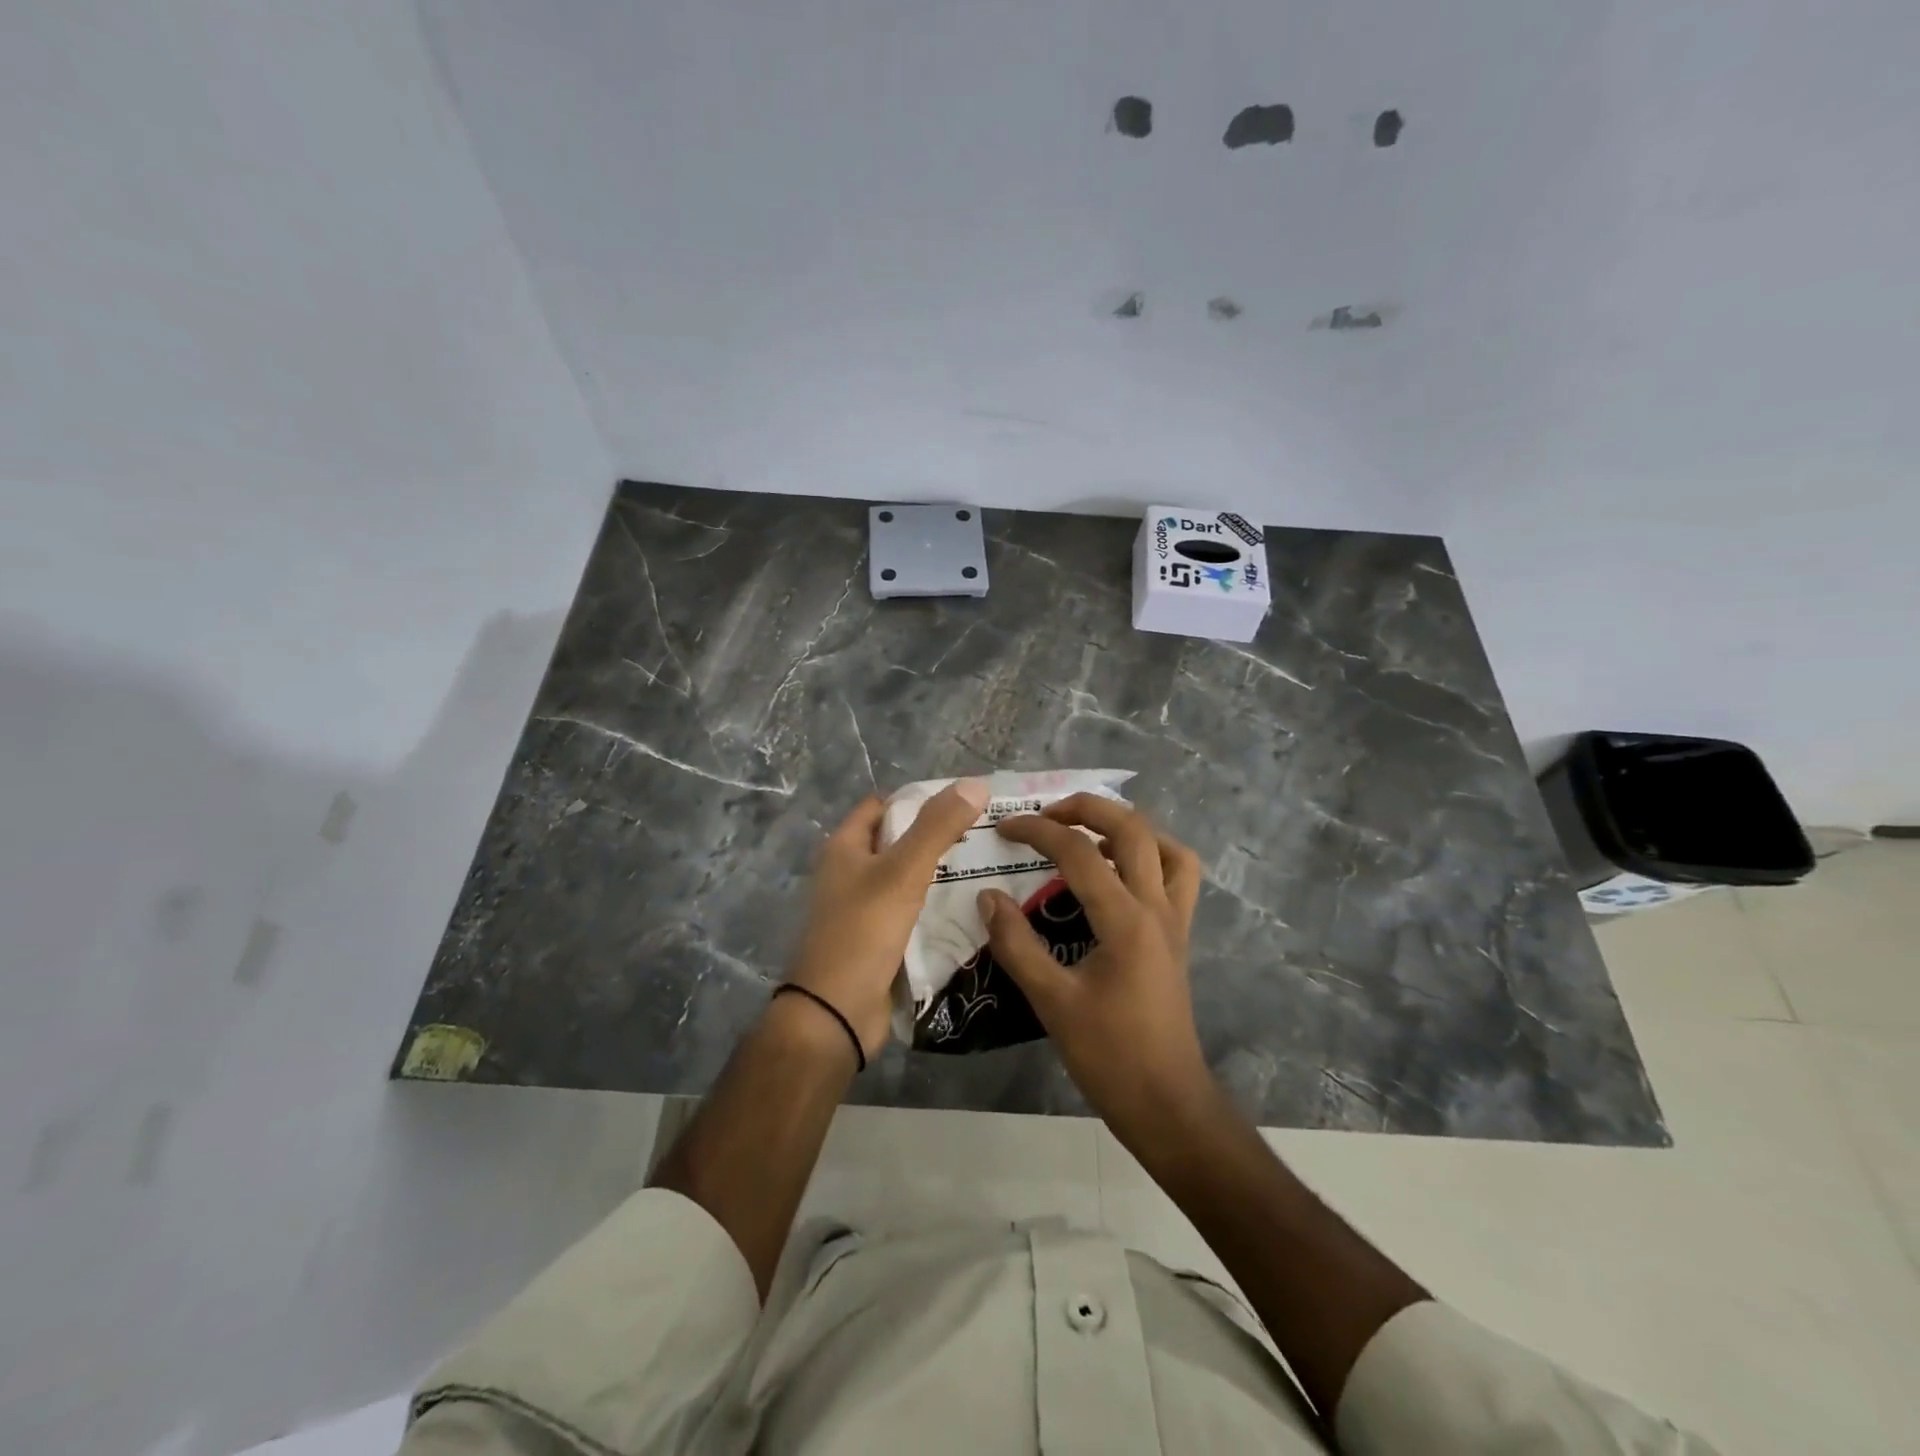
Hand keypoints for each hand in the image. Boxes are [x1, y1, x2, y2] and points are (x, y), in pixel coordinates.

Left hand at [785, 779, 991, 1060]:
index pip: (881, 807)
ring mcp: (862, 910)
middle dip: (935, 838)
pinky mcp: (877, 942)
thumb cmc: (863, 931)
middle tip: (984, 836)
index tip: (961, 803)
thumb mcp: (903, 871)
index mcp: (845, 848)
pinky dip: (935, 908)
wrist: (836, 1013)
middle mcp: (849, 874)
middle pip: (896, 842)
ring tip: (987, 868)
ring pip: (907, 881)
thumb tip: (975, 783)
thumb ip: (937, 827)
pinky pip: (911, 914)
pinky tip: (969, 909)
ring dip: (939, 875)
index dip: (917, 800)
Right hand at [979, 795, 1210, 1127]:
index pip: (1079, 853)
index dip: (1037, 832)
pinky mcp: (1179, 936)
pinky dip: (1153, 857)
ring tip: (1089, 834)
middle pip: (1132, 829)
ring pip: (1167, 847)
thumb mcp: (1051, 1001)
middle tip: (1047, 814)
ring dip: (1128, 828)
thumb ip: (1016, 945)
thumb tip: (987, 896)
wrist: (1167, 1102)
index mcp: (1125, 920)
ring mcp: (1175, 920)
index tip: (1004, 829)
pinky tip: (1120, 874)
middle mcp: (1157, 907)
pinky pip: (1178, 877)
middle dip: (1087, 808)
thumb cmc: (1109, 1055)